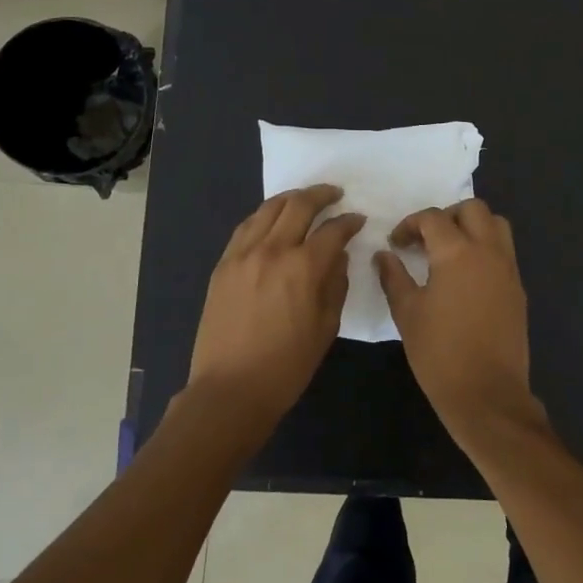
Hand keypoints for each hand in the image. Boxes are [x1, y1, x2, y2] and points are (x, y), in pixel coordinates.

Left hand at [188, 185, 363, 423]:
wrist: (231, 388)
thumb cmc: (287, 366)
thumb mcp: (326, 327)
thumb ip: (335, 284)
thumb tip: (338, 256)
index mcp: (304, 268)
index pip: (333, 230)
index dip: (349, 222)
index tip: (358, 220)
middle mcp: (273, 250)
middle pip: (299, 205)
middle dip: (322, 195)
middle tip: (335, 194)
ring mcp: (243, 254)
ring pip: (269, 209)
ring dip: (291, 198)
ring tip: (305, 199)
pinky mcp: (223, 264)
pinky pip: (246, 227)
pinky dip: (264, 215)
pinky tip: (273, 219)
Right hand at [374, 198, 546, 450]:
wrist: (487, 394)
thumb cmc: (439, 353)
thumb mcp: (407, 313)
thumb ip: (394, 277)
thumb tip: (384, 255)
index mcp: (457, 253)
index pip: (433, 218)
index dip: (410, 224)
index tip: (396, 243)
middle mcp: (488, 251)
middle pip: (473, 209)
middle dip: (447, 216)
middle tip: (426, 239)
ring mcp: (508, 269)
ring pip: (497, 225)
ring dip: (473, 226)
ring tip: (450, 250)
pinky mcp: (518, 289)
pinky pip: (505, 251)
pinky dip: (486, 248)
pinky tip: (466, 275)